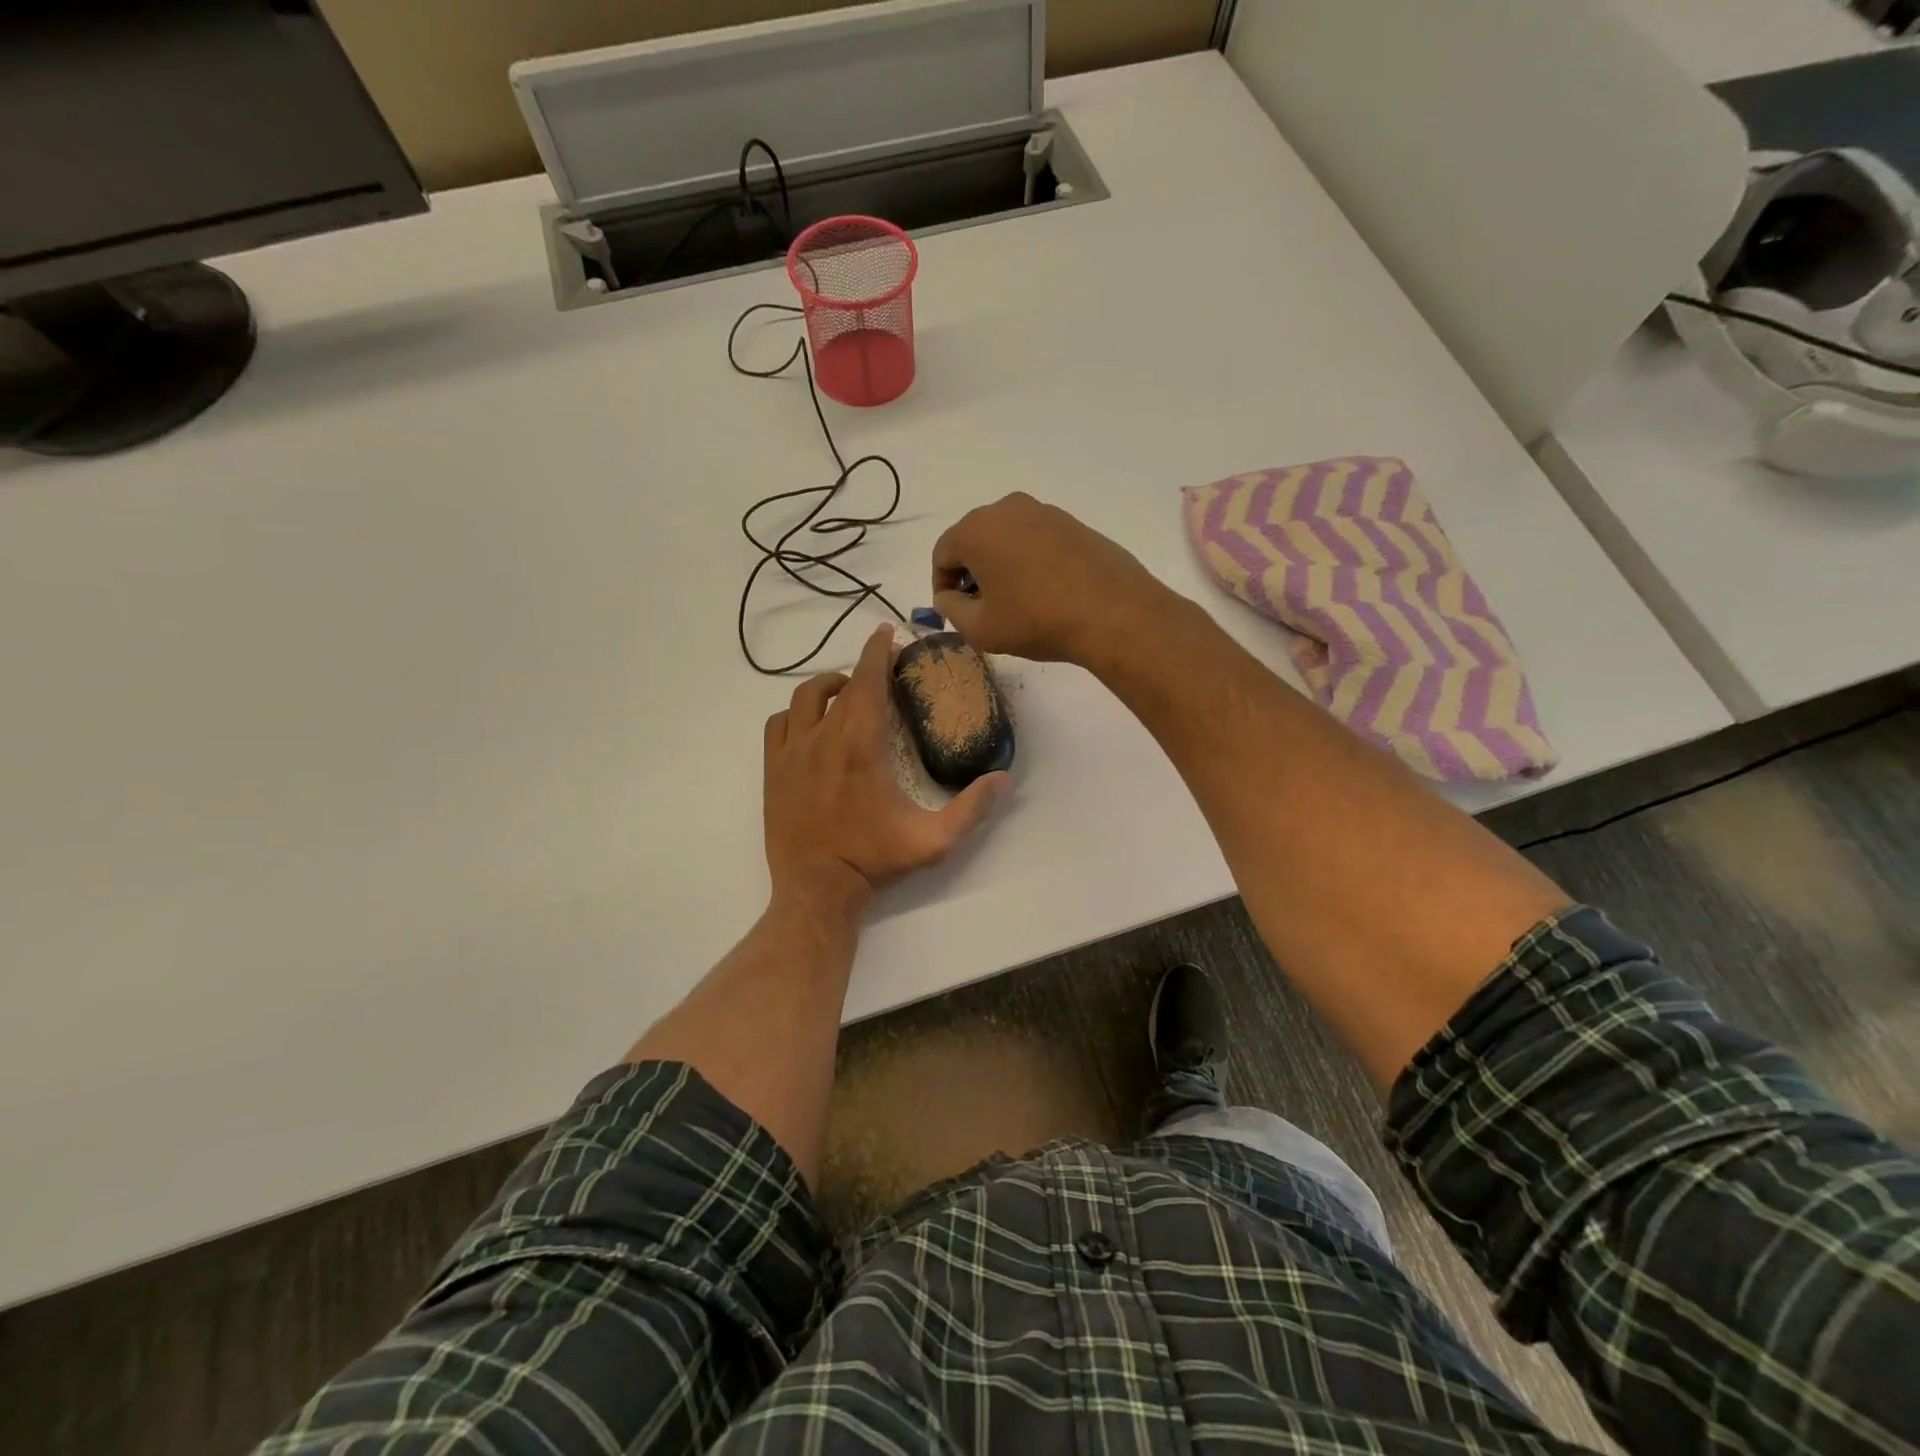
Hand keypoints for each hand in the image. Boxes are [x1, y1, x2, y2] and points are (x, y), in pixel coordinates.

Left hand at [763, 624, 1010, 915]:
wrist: (817, 890)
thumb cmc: (875, 860)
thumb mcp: (933, 840)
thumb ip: (972, 808)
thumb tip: (1004, 778)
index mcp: (861, 746)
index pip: (868, 682)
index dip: (877, 651)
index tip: (886, 632)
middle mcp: (823, 739)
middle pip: (841, 686)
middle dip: (862, 668)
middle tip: (881, 669)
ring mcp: (792, 753)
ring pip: (804, 698)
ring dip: (827, 687)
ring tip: (845, 691)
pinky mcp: (772, 770)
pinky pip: (778, 724)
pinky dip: (794, 714)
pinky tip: (810, 724)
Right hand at [931, 493, 1168, 665]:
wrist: (1113, 613)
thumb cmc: (1036, 620)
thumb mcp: (980, 628)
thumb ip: (951, 609)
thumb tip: (948, 596)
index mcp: (976, 529)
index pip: (942, 554)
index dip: (941, 586)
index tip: (952, 611)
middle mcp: (1007, 509)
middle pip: (974, 541)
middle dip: (970, 573)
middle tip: (980, 608)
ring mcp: (1044, 512)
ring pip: (1006, 539)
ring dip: (1000, 566)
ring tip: (1014, 602)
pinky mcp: (1073, 523)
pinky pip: (1036, 540)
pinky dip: (1029, 562)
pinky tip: (1043, 592)